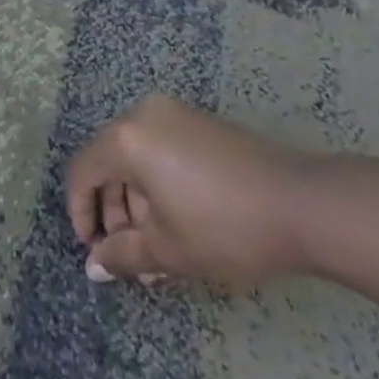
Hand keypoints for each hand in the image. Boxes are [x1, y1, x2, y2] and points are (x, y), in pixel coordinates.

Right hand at [67, 95, 319, 289]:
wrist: (297, 202)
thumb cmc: (223, 226)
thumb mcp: (168, 249)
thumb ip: (123, 254)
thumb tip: (93, 265)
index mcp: (127, 137)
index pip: (83, 170)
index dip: (81, 212)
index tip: (94, 251)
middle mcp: (143, 113)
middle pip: (110, 161)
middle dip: (114, 212)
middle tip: (130, 258)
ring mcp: (173, 113)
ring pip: (137, 157)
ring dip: (137, 202)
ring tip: (157, 252)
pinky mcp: (197, 121)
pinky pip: (160, 149)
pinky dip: (158, 183)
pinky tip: (178, 223)